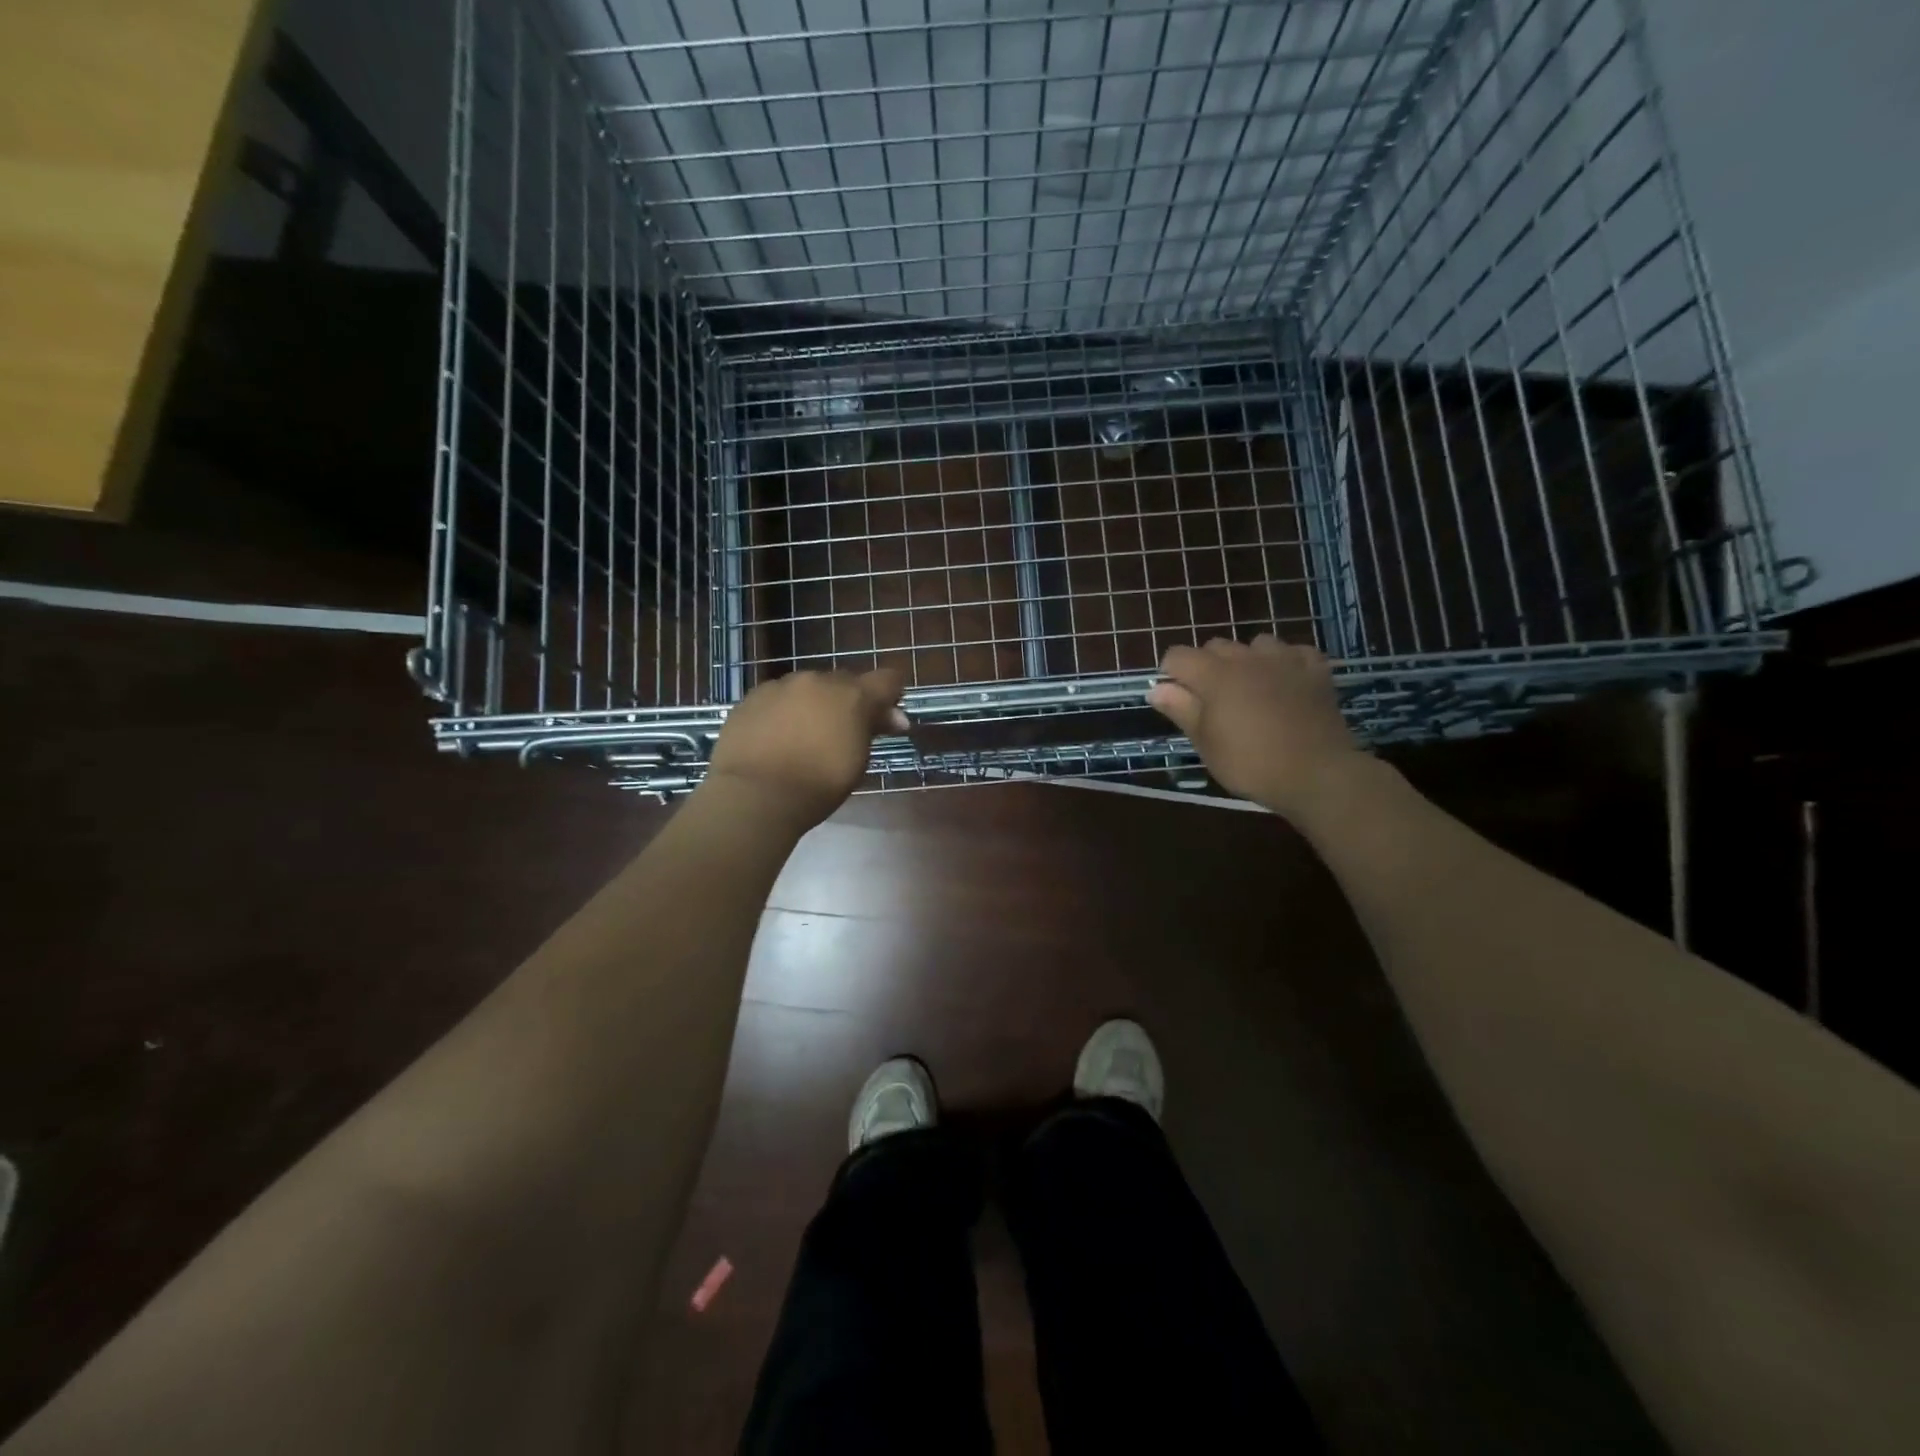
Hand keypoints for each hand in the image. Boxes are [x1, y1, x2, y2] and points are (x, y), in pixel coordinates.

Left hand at [706, 668, 908, 828]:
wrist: (755, 794)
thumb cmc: (818, 786)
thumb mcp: (858, 761)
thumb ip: (873, 730)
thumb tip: (895, 718)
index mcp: (852, 695)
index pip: (887, 679)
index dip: (891, 696)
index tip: (886, 719)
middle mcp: (817, 680)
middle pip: (843, 682)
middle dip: (848, 702)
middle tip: (842, 733)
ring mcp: (780, 686)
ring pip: (807, 688)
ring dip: (813, 705)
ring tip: (803, 737)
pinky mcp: (751, 697)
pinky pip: (776, 698)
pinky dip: (782, 712)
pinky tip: (775, 738)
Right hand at [1146, 634, 1362, 815]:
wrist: (1316, 773)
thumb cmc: (1250, 763)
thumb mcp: (1205, 743)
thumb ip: (1180, 710)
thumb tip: (1156, 688)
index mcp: (1214, 675)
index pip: (1178, 655)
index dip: (1171, 674)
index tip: (1178, 700)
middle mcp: (1247, 657)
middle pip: (1214, 646)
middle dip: (1206, 666)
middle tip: (1212, 702)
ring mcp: (1284, 659)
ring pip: (1255, 644)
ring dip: (1247, 660)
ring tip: (1251, 689)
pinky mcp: (1315, 670)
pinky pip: (1294, 653)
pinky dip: (1286, 663)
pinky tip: (1286, 683)